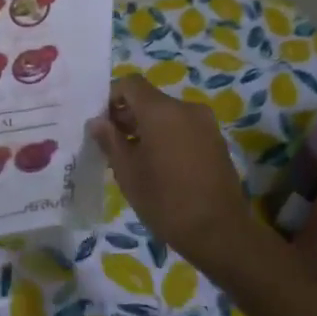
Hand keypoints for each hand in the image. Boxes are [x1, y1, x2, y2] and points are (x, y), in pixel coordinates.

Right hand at [87, 75, 274, 288]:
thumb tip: (97, 121)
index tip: (101, 123)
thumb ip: (110, 140)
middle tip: (112, 143)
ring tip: (135, 158)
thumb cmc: (165, 200)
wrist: (220, 232)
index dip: (112, 97)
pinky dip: (168, 137)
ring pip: (167, 114)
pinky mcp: (216, 141)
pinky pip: (184, 128)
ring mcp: (205, 124)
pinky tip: (160, 165)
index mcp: (161, 110)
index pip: (130, 83)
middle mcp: (186, 108)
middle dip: (128, 115)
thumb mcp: (127, 172)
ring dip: (148, 127)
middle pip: (149, 99)